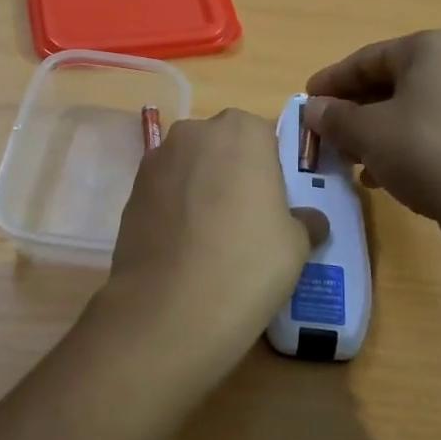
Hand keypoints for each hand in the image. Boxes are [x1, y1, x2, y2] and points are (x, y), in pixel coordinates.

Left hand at [101, 108, 317, 383]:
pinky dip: (174, 210)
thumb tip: (310, 220)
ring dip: (200, 189)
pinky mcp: (130, 193)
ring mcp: (155, 161)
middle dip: (232, 172)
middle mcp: (194, 133)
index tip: (273, 203)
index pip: (263, 136)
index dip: (270, 168)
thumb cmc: (248, 263)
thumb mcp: (297, 244)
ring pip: (189, 168)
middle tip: (244, 218)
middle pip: (221, 146)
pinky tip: (183, 249)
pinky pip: (163, 193)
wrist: (170, 308)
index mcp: (242, 131)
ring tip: (210, 238)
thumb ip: (304, 221)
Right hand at [304, 30, 440, 265]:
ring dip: (372, 131)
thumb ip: (334, 116)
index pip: (367, 58)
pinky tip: (378, 174)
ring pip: (407, 108)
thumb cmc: (424, 152)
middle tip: (323, 132)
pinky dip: (399, 145)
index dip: (331, 81)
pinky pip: (428, 129)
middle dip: (352, 110)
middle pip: (388, 82)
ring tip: (346, 158)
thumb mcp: (367, 132)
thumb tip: (312, 109)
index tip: (305, 100)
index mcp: (431, 49)